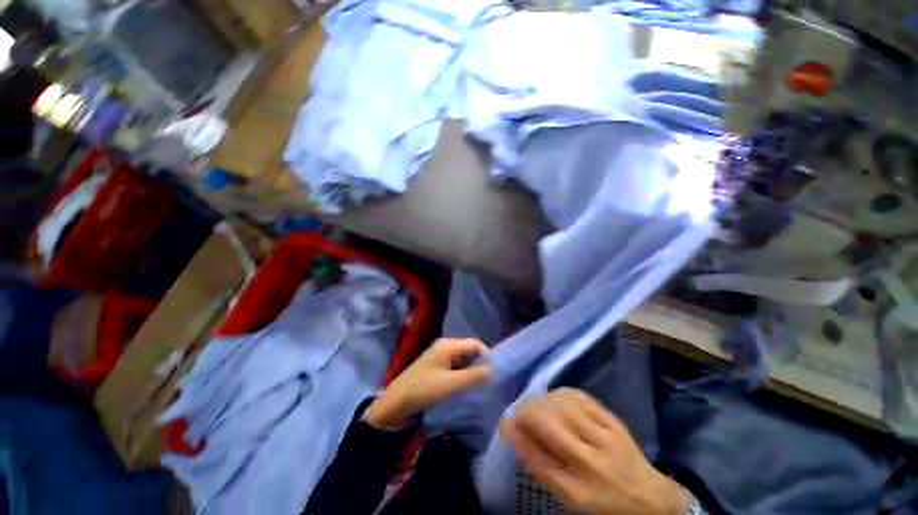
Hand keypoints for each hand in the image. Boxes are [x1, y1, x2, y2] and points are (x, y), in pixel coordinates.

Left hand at [365, 338, 491, 428]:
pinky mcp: (436, 366)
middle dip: (480, 364)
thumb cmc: (423, 390)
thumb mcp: (451, 384)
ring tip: (480, 385)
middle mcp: (445, 346)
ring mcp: (440, 356)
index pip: (475, 344)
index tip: (494, 373)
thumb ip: (473, 376)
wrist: (396, 403)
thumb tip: (493, 370)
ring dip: (472, 370)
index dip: (487, 356)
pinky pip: (455, 366)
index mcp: (448, 345)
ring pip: (463, 359)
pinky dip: (463, 374)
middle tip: (488, 381)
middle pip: (469, 350)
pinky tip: (466, 386)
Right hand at [500, 389, 688, 514]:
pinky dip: (563, 393)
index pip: (538, 460)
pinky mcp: (615, 423)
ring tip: (539, 404)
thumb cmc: (605, 502)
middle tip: (520, 409)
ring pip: (564, 406)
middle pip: (550, 426)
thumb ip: (545, 470)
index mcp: (578, 493)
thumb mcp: (572, 499)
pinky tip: (557, 397)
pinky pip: (582, 398)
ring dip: (544, 401)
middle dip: (528, 412)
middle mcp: (591, 465)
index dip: (517, 437)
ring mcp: (606, 440)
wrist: (652, 499)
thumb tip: (520, 438)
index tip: (504, 422)